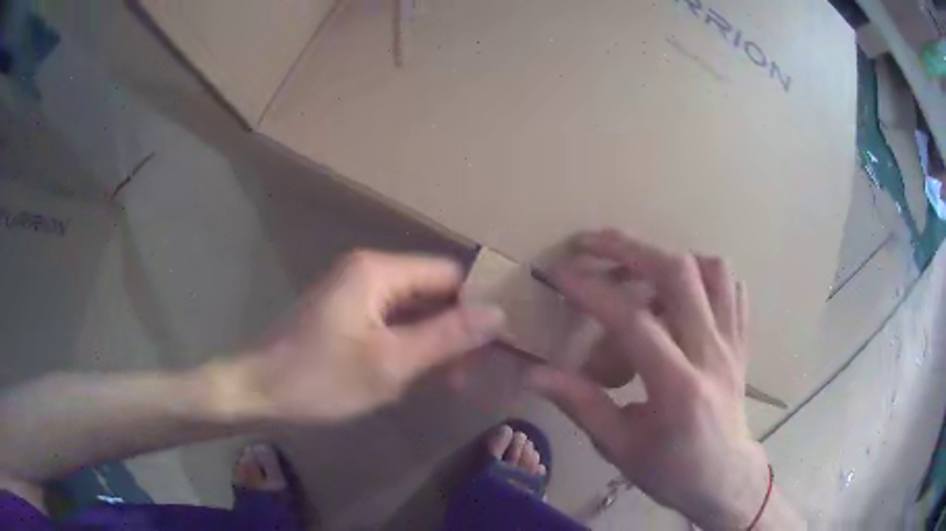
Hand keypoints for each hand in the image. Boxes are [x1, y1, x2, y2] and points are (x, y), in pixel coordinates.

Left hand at [223, 250, 504, 423]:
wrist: (258, 391)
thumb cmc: (321, 379)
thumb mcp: (391, 364)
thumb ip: (447, 336)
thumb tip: (498, 314)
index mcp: (378, 270)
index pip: (449, 273)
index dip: (478, 304)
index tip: (500, 341)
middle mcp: (368, 270)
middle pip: (431, 290)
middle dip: (456, 328)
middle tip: (476, 371)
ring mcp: (355, 291)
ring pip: (414, 308)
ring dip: (435, 340)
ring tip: (453, 378)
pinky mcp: (347, 312)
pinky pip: (392, 320)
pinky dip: (411, 343)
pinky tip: (422, 372)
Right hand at [528, 230, 779, 529]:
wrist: (725, 477)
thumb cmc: (671, 471)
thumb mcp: (619, 447)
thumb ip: (580, 404)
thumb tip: (533, 374)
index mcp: (678, 388)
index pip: (634, 322)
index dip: (593, 292)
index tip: (560, 275)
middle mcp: (711, 353)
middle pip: (678, 275)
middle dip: (629, 248)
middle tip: (591, 243)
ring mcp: (732, 342)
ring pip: (712, 269)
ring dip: (669, 258)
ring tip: (638, 271)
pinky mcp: (741, 340)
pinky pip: (732, 286)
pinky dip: (704, 273)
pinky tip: (681, 289)